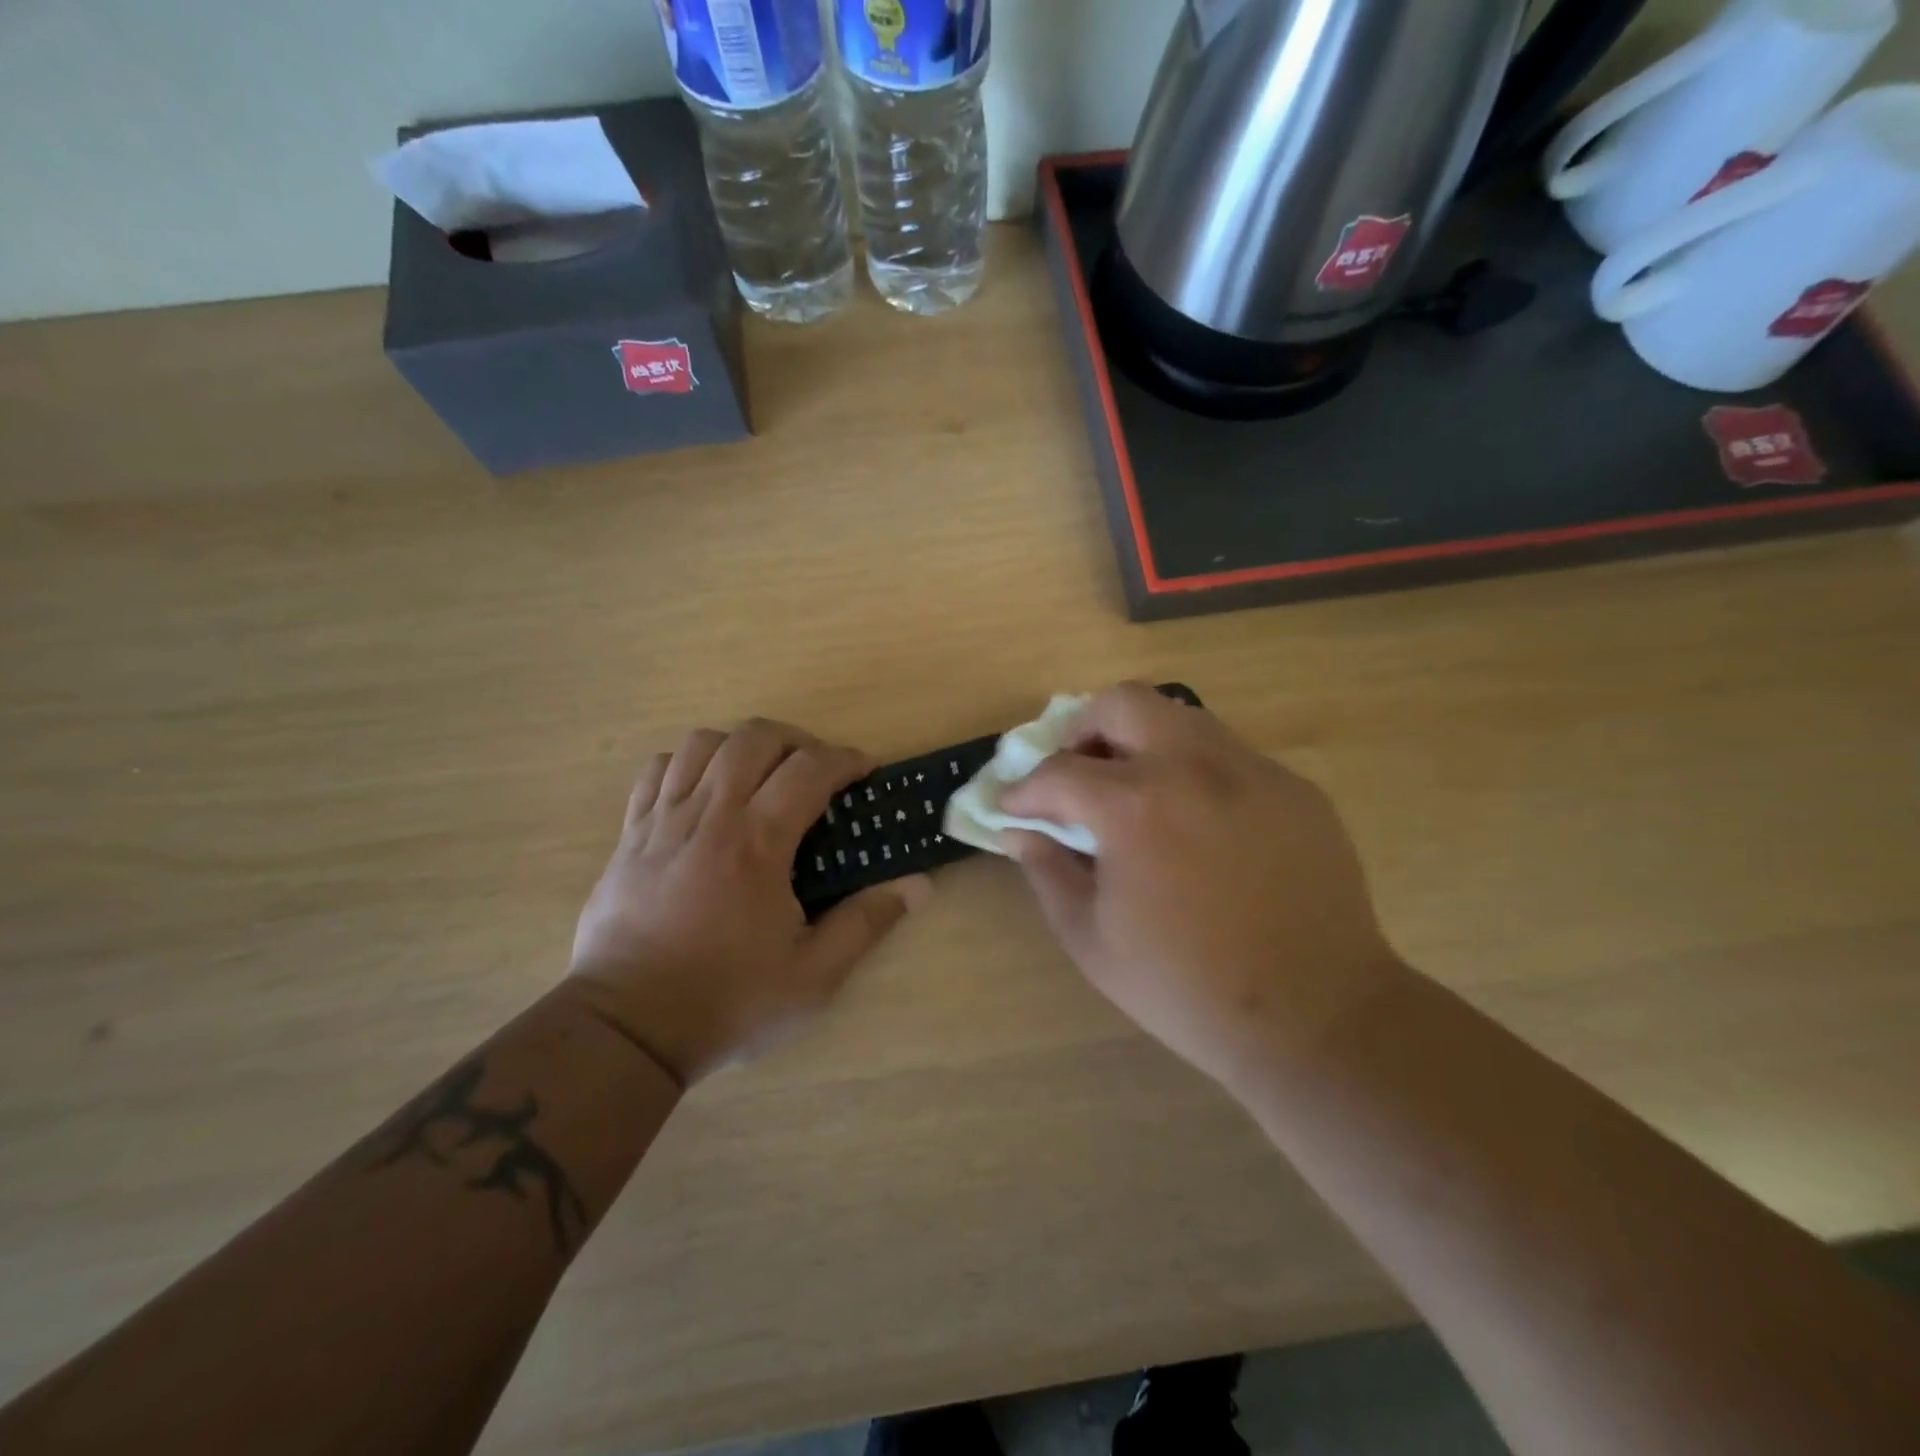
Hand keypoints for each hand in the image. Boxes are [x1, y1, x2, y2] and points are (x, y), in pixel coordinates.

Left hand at [567, 720, 930, 1085]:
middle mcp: (709, 816)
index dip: (846, 760)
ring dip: (741, 745)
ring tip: (762, 774)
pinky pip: (656, 771)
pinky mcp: (630, 836)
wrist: (626, 1030)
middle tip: (817, 770)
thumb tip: (918, 886)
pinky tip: (704, 790)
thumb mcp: (812, 978)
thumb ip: (866, 924)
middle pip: (754, 739)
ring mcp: (662, 821)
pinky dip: (687, 764)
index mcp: (756, 844)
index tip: (865, 772)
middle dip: (797, 740)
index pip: (809, 769)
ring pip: (702, 743)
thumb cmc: (727, 1001)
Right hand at [1001, 683, 1403, 1093]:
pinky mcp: (1294, 787)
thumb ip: (1047, 872)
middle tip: (1078, 777)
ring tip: (1135, 793)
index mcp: (1136, 807)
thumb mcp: (1091, 940)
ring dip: (1140, 742)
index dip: (1025, 791)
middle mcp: (1194, 767)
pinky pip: (1228, 754)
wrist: (1315, 1016)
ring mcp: (1252, 770)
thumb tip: (1018, 832)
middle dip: (1082, 731)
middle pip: (1122, 702)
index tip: (1015, 808)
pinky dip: (1193, 771)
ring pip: (1180, 716)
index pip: (1058, 772)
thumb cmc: (1186, 987)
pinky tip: (1196, 823)